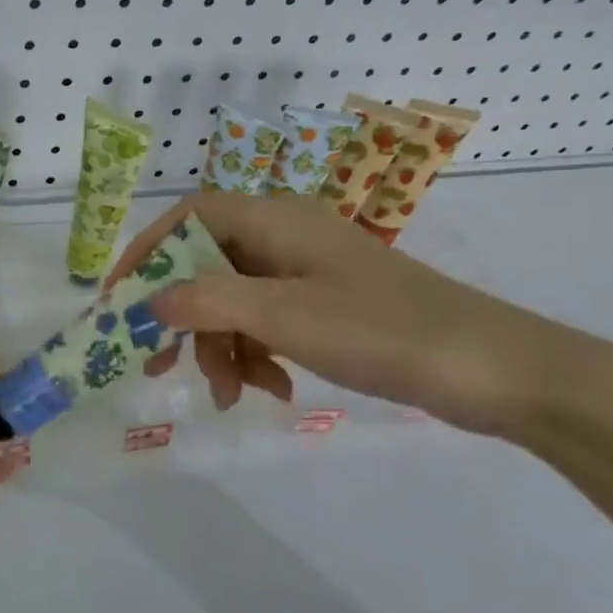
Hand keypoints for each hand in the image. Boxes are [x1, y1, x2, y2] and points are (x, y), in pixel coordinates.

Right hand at [108, 192, 569, 437]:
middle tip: (162, 364)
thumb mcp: (285, 316)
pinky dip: (258, 354)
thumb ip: (210, 302)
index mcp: (275, 220)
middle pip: (207, 265)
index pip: (189, 218)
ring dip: (222, 346)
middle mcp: (286, 236)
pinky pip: (268, 322)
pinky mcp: (327, 305)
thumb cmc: (383, 330)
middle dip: (185, 316)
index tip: (119, 302)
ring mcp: (307, 272)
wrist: (493, 369)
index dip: (147, 254)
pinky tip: (271, 390)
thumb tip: (149, 300)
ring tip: (233, 394)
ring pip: (235, 300)